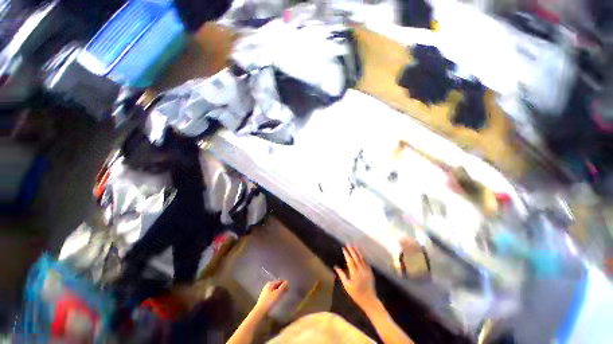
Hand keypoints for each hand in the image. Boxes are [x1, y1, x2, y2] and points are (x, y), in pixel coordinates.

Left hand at [254, 280, 288, 313]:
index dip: (285, 284)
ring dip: (280, 292)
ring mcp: (266, 293)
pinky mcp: (265, 299)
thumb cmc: (269, 302)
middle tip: (287, 292)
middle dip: (283, 288)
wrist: (260, 313)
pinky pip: (273, 295)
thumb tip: (287, 281)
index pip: (280, 281)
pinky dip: (277, 296)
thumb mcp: (278, 293)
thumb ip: (283, 287)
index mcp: (270, 284)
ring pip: (275, 290)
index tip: (289, 288)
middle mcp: (267, 287)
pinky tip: (279, 300)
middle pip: (277, 285)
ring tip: (284, 296)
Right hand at [335, 246, 377, 310]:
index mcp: (355, 274)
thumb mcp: (347, 286)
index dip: (347, 254)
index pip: (350, 261)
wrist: (370, 300)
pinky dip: (363, 256)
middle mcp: (361, 271)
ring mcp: (367, 271)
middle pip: (356, 258)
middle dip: (352, 250)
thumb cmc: (356, 294)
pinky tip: (361, 252)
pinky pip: (366, 262)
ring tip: (354, 245)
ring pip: (362, 258)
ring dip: (358, 251)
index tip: (343, 248)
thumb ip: (342, 276)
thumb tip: (336, 267)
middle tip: (348, 243)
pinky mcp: (370, 272)